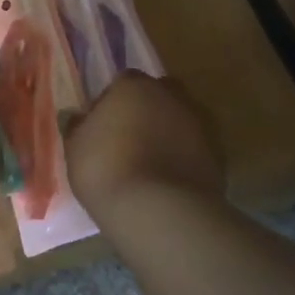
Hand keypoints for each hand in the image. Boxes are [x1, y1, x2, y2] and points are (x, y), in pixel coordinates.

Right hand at [65, 73, 222, 225]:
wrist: (159, 212)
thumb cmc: (106, 170)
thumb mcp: (75, 148)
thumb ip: (78, 126)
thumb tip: (78, 117)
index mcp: (134, 86)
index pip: (123, 81)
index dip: (113, 102)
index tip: (103, 126)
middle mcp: (171, 96)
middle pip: (158, 95)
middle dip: (147, 110)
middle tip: (130, 139)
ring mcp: (200, 124)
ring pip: (181, 120)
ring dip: (169, 134)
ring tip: (151, 164)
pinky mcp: (219, 155)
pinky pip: (195, 148)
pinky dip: (185, 158)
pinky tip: (169, 181)